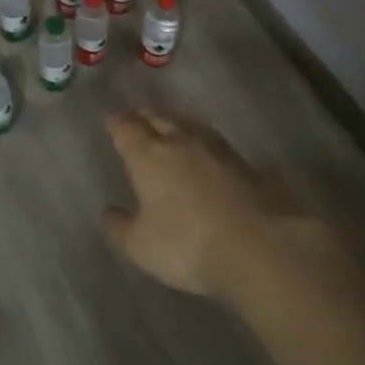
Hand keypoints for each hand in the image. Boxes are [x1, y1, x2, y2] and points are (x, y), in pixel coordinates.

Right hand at [101, 110, 284, 296]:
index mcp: (148, 156)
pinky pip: (211, 139)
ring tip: (169, 127)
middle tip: (137, 120)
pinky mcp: (242, 161)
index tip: (111, 122)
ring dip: (174, 123)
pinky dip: (199, 139)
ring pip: (187, 124)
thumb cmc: (187, 244)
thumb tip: (107, 212)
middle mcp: (179, 142)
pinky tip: (202, 150)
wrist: (257, 246)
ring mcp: (214, 148)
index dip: (117, 123)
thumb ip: (120, 228)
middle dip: (144, 117)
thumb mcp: (141, 246)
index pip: (127, 128)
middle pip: (158, 118)